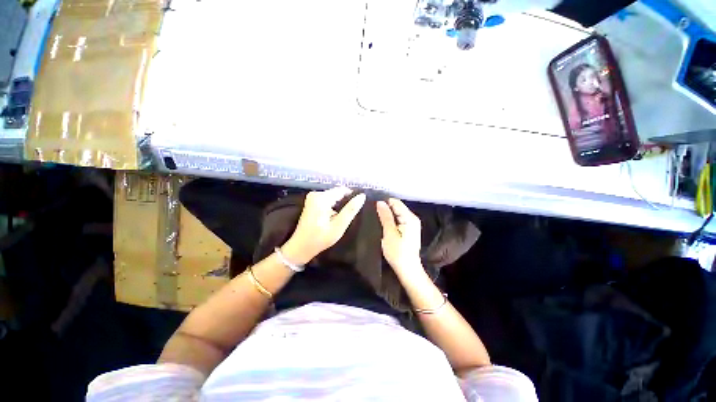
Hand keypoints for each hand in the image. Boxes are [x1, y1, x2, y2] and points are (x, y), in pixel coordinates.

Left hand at [282, 187, 365, 264]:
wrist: (300, 247)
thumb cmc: (320, 238)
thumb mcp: (339, 226)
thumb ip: (351, 210)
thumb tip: (362, 196)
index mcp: (321, 198)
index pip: (343, 190)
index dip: (353, 197)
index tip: (358, 207)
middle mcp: (316, 194)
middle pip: (338, 193)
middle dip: (346, 202)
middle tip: (350, 215)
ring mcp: (312, 197)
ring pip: (334, 196)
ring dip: (340, 205)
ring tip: (343, 217)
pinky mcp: (312, 202)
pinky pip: (328, 200)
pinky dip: (334, 206)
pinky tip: (335, 217)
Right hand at [376, 198, 422, 275]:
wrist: (407, 269)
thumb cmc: (397, 252)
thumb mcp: (389, 233)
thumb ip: (385, 216)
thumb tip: (380, 202)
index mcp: (409, 217)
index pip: (395, 202)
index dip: (384, 202)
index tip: (372, 205)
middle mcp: (412, 218)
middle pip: (397, 207)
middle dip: (385, 208)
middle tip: (372, 211)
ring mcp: (411, 224)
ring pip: (397, 213)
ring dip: (387, 214)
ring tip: (375, 216)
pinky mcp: (409, 229)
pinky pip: (398, 219)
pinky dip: (391, 220)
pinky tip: (382, 223)